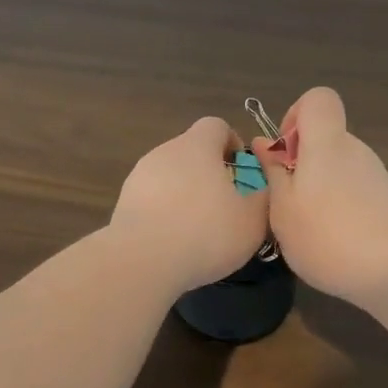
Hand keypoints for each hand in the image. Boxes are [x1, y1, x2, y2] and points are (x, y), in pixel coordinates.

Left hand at [110, 117, 271, 293]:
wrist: (142, 262)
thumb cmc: (206, 233)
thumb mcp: (253, 220)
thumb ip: (264, 197)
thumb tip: (263, 187)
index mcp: (197, 146)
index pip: (216, 126)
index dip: (232, 144)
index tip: (242, 174)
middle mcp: (165, 152)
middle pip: (192, 152)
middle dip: (210, 174)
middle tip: (225, 207)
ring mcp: (139, 177)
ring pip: (170, 177)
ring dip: (185, 195)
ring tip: (198, 230)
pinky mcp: (124, 203)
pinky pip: (152, 201)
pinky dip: (165, 214)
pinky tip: (173, 242)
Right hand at [253, 88, 387, 302]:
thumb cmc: (327, 236)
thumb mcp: (283, 208)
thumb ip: (273, 171)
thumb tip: (264, 142)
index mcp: (327, 143)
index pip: (317, 99)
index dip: (295, 117)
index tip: (283, 154)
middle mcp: (355, 150)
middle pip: (325, 139)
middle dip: (301, 163)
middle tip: (286, 204)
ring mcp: (376, 176)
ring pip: (338, 168)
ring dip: (318, 189)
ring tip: (309, 230)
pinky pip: (354, 191)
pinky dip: (340, 207)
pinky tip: (335, 243)